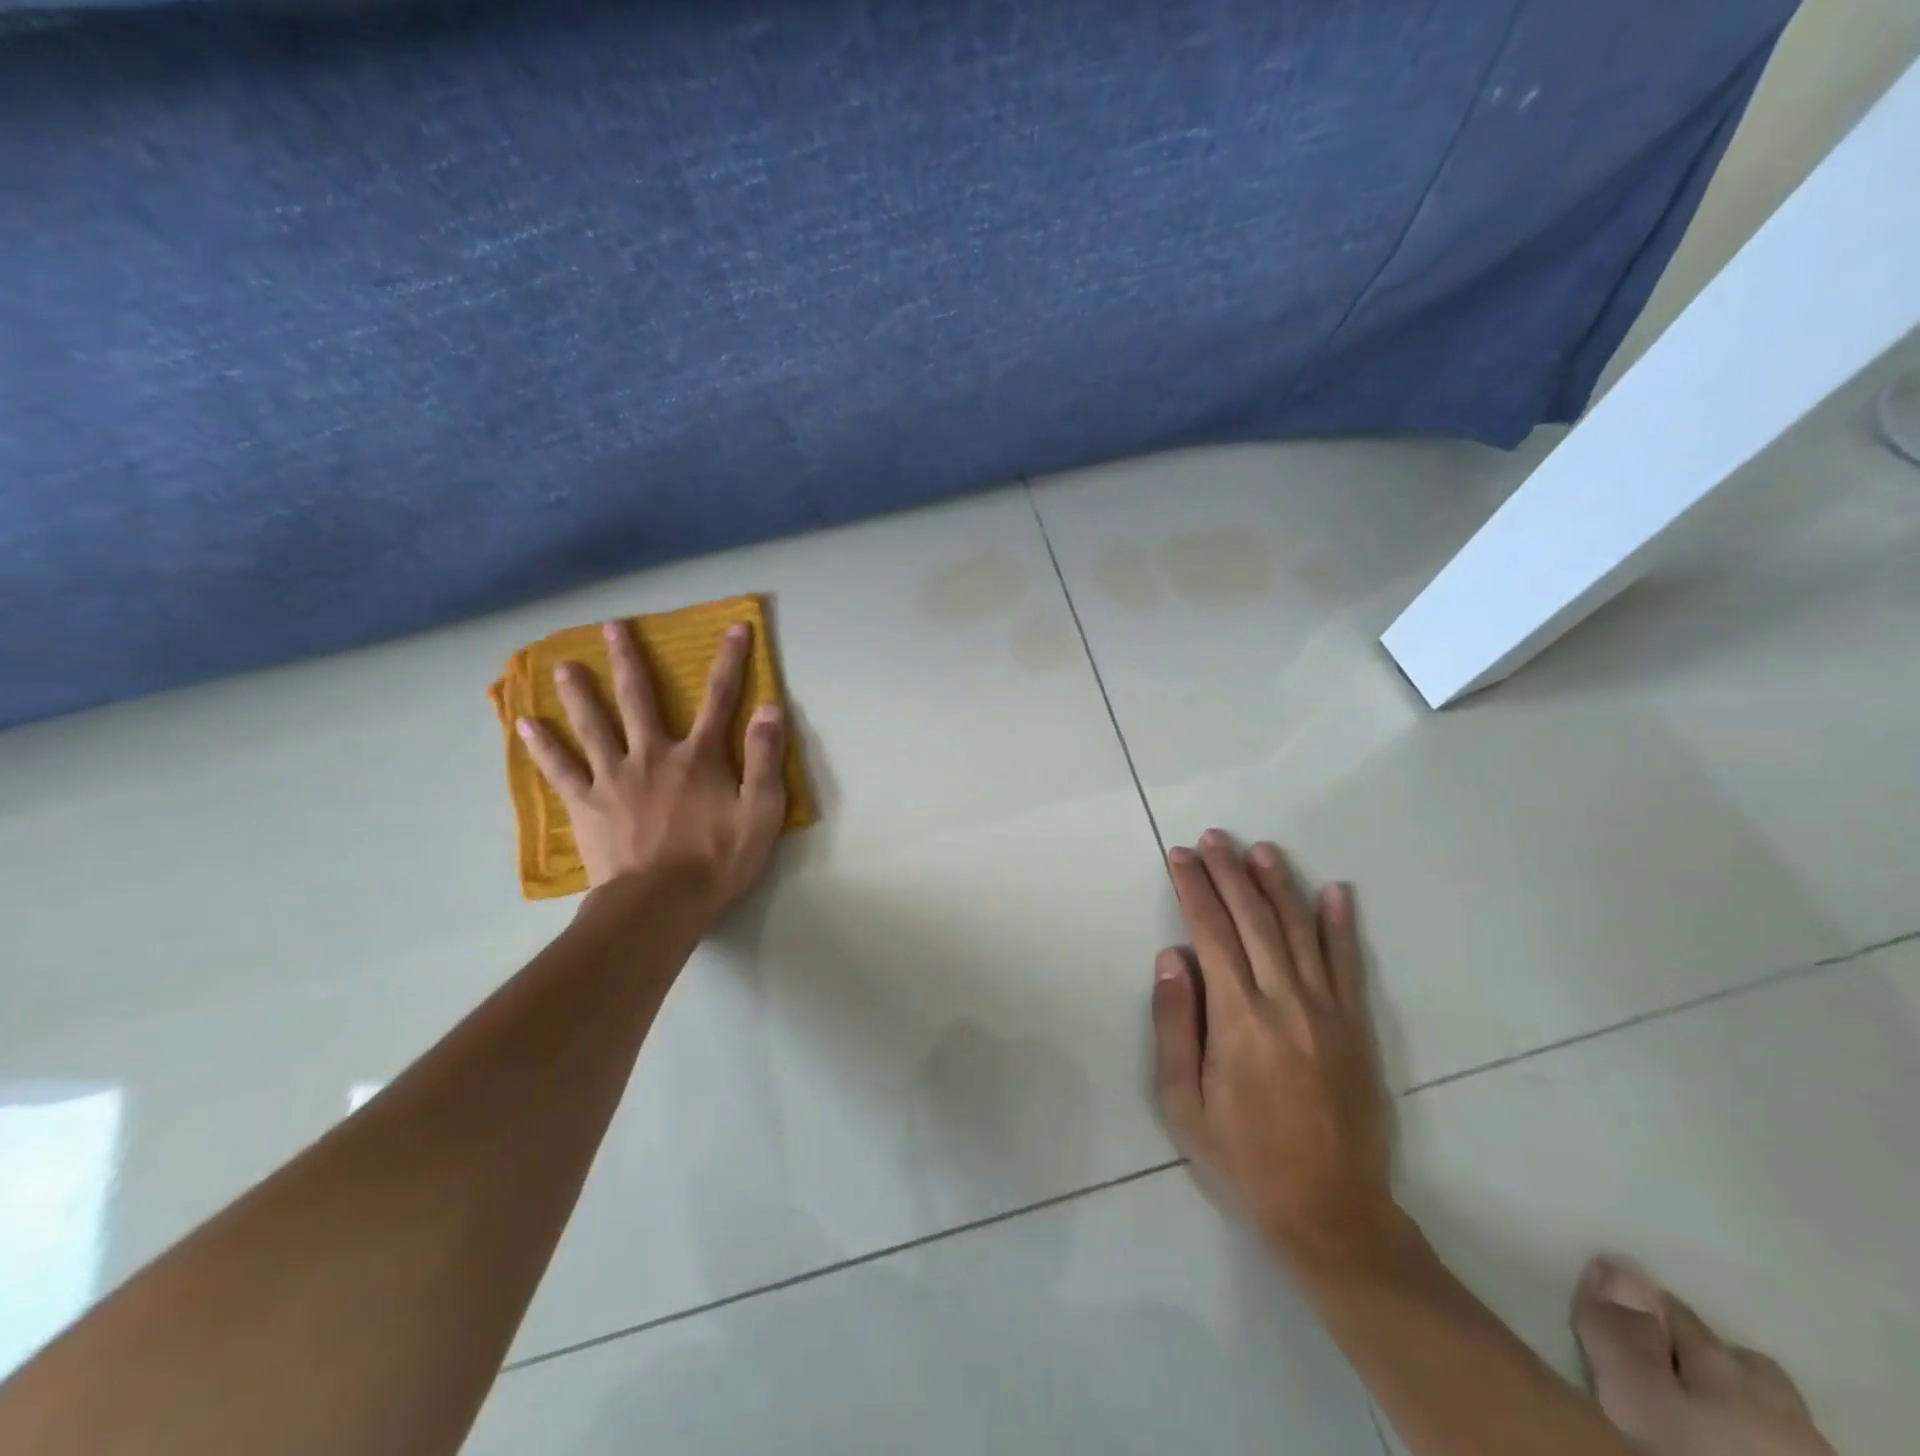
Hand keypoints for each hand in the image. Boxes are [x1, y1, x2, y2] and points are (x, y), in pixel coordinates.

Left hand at [516, 620, 786, 924]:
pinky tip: (525, 724)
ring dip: (579, 692)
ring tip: (562, 665)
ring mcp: (613, 778)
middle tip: (613, 626)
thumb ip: (764, 758)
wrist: (660, 904)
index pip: (719, 698)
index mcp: (698, 757)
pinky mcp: (586, 805)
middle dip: (630, 659)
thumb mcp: (761, 812)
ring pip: (593, 725)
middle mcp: (652, 755)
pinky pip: (560, 769)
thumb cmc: (717, 860)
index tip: (735, 627)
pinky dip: (542, 746)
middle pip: (639, 699)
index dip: (731, 661)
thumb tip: (769, 708)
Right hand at [1153, 830, 1399, 1273]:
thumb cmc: (1243, 1159)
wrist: (1331, 1214)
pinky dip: (1340, 924)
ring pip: (1300, 930)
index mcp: (1239, 1018)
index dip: (1194, 889)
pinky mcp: (1358, 1028)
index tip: (1180, 856)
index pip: (1211, 933)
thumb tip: (1172, 958)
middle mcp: (1285, 1001)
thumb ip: (1175, 1025)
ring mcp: (1328, 1011)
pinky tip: (1334, 891)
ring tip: (1260, 850)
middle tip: (1213, 837)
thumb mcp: (1183, 1104)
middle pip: (1254, 919)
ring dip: (1278, 885)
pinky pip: (1348, 964)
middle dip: (1229, 873)